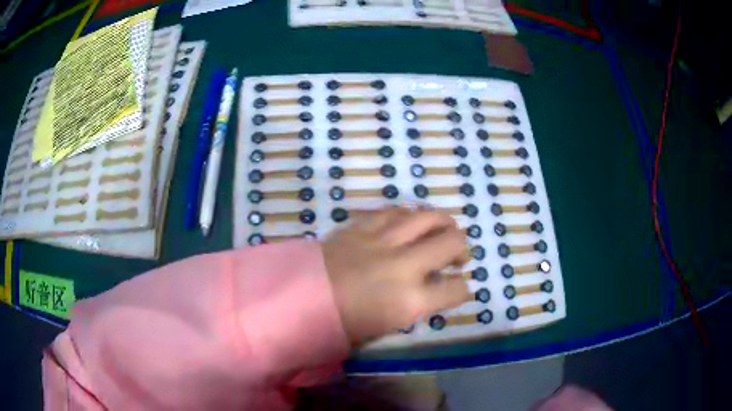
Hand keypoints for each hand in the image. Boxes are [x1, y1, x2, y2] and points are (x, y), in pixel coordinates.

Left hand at [322, 207, 470, 345]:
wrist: (297, 298)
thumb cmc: (339, 324)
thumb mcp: (383, 328)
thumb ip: (412, 308)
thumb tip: (426, 293)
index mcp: (409, 300)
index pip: (455, 290)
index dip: (462, 290)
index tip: (457, 289)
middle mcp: (403, 265)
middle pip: (451, 243)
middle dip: (462, 249)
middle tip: (458, 257)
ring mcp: (382, 241)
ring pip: (426, 217)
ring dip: (443, 223)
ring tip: (444, 230)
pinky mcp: (362, 226)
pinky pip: (394, 211)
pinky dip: (408, 215)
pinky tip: (410, 221)